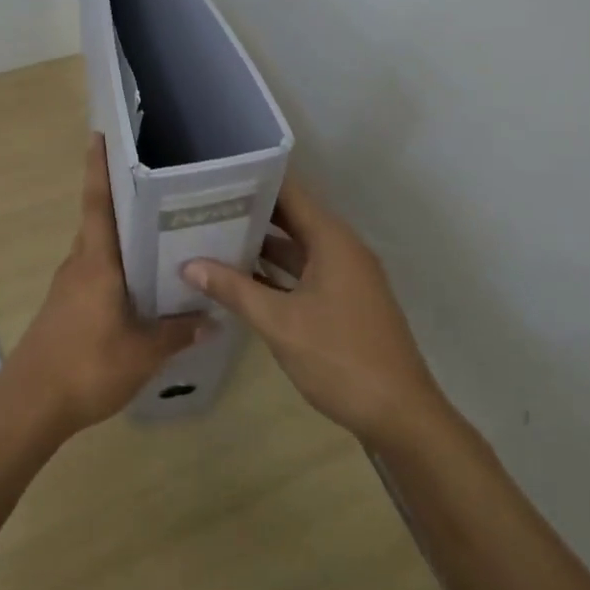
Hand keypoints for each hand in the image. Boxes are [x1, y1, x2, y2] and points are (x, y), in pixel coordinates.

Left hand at [0, 135, 211, 438]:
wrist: (31, 405)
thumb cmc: (87, 366)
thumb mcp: (142, 353)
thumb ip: (177, 333)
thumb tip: (212, 318)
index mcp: (96, 262)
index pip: (98, 203)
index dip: (99, 168)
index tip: (99, 135)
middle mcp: (79, 264)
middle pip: (100, 221)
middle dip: (122, 198)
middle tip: (158, 183)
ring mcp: (68, 285)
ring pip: (98, 248)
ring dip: (121, 236)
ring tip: (159, 231)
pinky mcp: (65, 306)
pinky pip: (94, 272)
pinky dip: (115, 266)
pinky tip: (139, 283)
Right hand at [184, 181, 446, 446]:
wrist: (400, 415)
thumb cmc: (340, 358)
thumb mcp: (279, 323)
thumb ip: (234, 290)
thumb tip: (189, 265)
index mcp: (332, 240)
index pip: (290, 192)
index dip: (255, 180)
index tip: (217, 175)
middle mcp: (341, 248)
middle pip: (292, 217)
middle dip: (251, 211)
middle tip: (204, 204)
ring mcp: (345, 276)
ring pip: (297, 247)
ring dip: (261, 244)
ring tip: (213, 234)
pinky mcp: (344, 301)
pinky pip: (305, 272)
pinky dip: (276, 271)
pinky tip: (241, 277)